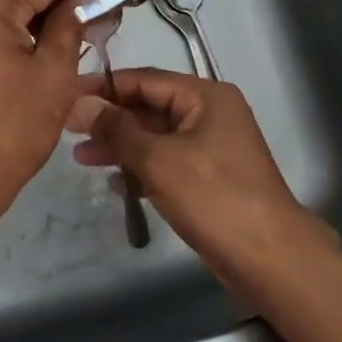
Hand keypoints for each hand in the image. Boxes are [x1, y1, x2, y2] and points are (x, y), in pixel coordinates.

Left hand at [0, 0, 91, 236]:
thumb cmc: (9, 130)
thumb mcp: (53, 76)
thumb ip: (69, 26)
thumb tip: (77, 0)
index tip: (103, 1)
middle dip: (53, 5)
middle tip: (88, 28)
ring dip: (30, 22)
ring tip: (62, 47)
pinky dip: (5, 36)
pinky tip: (26, 60)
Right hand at [67, 68, 337, 290]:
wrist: (272, 261)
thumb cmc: (214, 198)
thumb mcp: (159, 159)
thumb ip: (117, 129)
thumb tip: (80, 103)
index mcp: (205, 96)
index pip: (145, 79)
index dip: (105, 87)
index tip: (68, 94)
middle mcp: (210, 113)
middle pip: (150, 107)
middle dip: (111, 120)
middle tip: (69, 130)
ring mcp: (212, 146)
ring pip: (156, 137)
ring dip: (121, 146)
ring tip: (82, 158)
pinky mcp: (211, 177)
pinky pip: (168, 161)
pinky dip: (142, 168)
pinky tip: (114, 183)